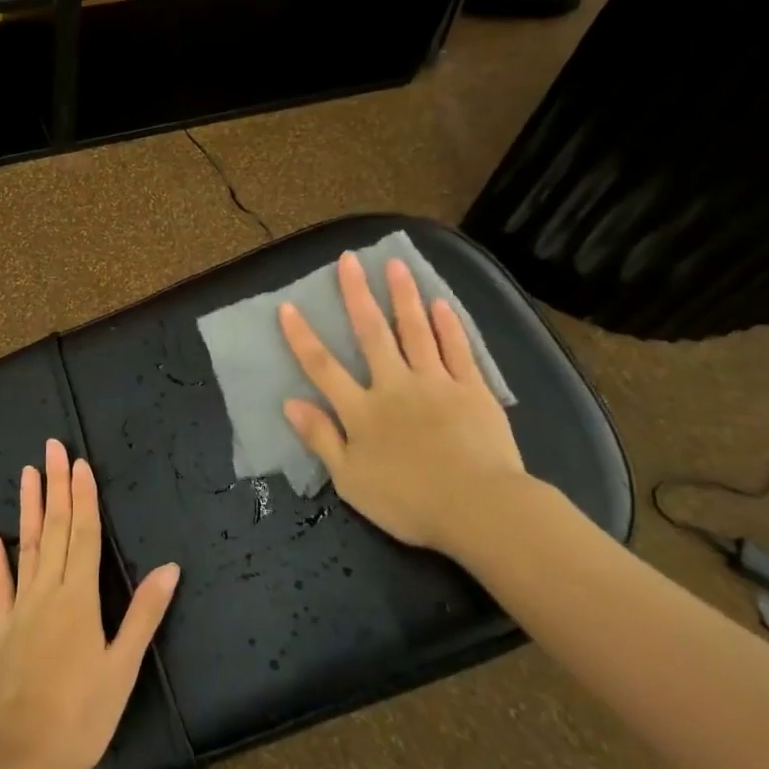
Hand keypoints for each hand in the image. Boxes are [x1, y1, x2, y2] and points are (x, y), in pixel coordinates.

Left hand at [0, 441, 179, 768]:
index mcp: (79, 597)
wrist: (20, 759)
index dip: (83, 496)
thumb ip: (144, 615)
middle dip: (56, 486)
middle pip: (56, 529)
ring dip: (30, 509)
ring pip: (28, 547)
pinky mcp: (2, 631)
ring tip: (27, 474)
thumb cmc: (81, 716)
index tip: (79, 462)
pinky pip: (0, 587)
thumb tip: (170, 567)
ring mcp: (21, 609)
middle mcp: (48, 592)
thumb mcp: (122, 668)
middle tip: (52, 448)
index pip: (84, 534)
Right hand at [277, 252, 526, 554]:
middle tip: (349, 259)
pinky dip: (447, 325)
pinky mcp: (472, 390)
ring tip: (395, 265)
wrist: (480, 509)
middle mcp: (394, 385)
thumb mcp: (350, 480)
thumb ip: (320, 438)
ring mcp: (435, 383)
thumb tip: (289, 403)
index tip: (288, 306)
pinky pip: (457, 350)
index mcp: (362, 410)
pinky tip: (440, 303)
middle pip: (371, 333)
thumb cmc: (408, 501)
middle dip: (357, 295)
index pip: (323, 367)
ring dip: (403, 296)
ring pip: (415, 331)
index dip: (302, 337)